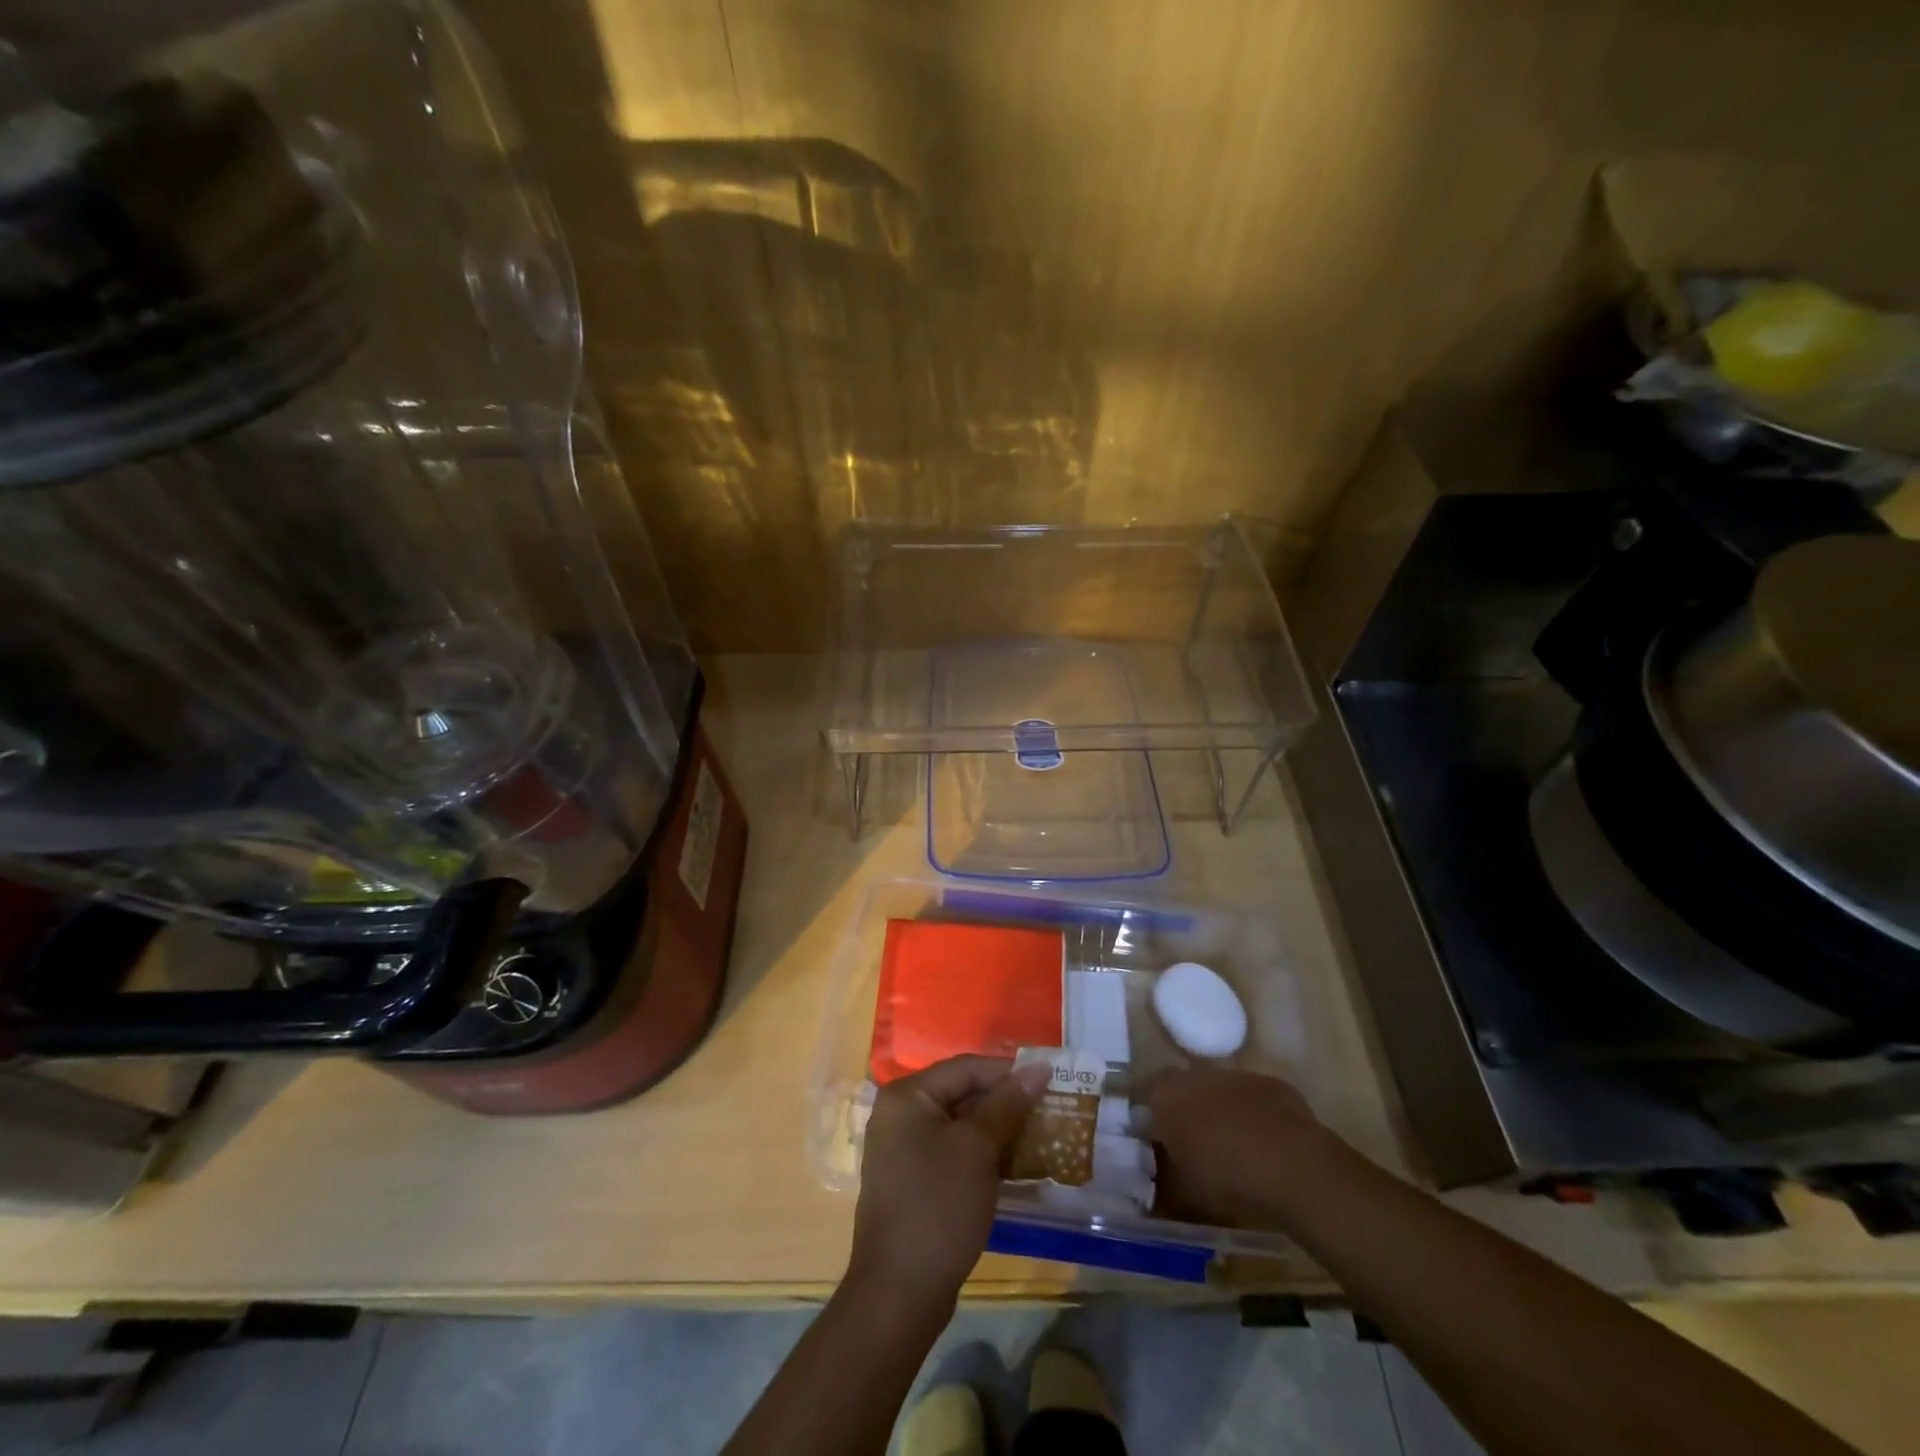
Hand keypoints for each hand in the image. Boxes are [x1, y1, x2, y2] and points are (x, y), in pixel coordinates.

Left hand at [849, 1055, 1044, 1307]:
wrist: (900, 1293)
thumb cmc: (939, 1206)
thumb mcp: (977, 1149)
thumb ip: (1007, 1104)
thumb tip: (1038, 1069)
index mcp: (908, 1096)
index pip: (966, 1068)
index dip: (1009, 1072)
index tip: (1050, 1080)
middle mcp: (901, 1115)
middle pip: (962, 1094)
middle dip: (1006, 1103)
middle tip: (1050, 1109)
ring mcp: (904, 1150)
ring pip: (961, 1126)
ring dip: (1000, 1130)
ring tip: (1042, 1135)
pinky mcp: (914, 1180)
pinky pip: (954, 1152)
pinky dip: (984, 1155)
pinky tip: (1016, 1166)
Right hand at [1142, 1066, 1335, 1229]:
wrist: (1294, 1166)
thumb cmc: (1227, 1178)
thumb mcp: (1186, 1195)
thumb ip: (1166, 1187)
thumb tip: (1155, 1195)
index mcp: (1164, 1097)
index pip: (1141, 1095)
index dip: (1146, 1118)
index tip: (1151, 1141)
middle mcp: (1194, 1075)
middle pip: (1180, 1088)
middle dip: (1183, 1111)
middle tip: (1190, 1145)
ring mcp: (1234, 1075)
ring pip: (1217, 1090)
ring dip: (1218, 1111)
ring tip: (1230, 1146)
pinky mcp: (1270, 1083)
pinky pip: (1252, 1098)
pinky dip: (1252, 1114)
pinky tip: (1265, 1144)